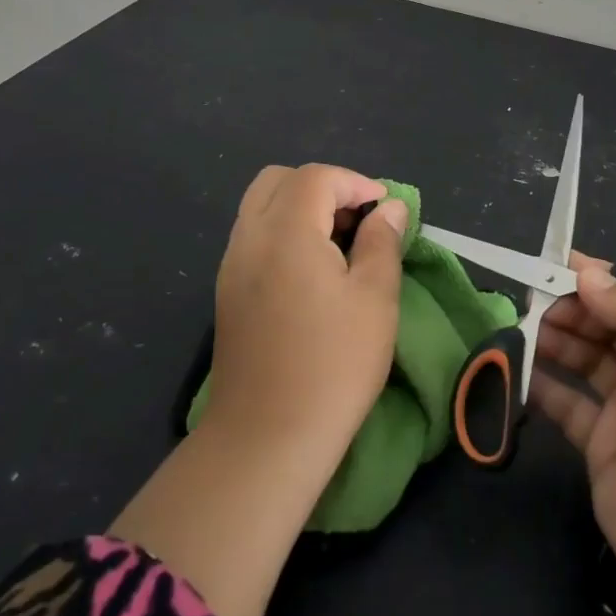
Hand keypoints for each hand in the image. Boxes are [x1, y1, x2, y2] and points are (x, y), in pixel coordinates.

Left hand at [207, 164, 407, 456]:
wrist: (266, 438)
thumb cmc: (333, 365)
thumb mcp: (375, 298)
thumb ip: (382, 241)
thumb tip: (388, 208)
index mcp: (285, 231)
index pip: (316, 177)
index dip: (356, 183)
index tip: (385, 213)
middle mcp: (249, 237)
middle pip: (278, 180)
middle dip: (322, 187)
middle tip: (356, 222)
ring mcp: (231, 265)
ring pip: (260, 206)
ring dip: (300, 209)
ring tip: (338, 247)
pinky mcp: (226, 292)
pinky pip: (253, 237)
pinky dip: (283, 233)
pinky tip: (311, 273)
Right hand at [529, 254, 615, 595]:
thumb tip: (588, 273)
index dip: (605, 281)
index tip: (561, 262)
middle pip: (612, 326)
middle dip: (575, 307)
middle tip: (533, 294)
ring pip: (588, 359)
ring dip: (557, 338)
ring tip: (523, 323)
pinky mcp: (603, 444)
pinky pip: (569, 402)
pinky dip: (544, 383)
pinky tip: (519, 365)